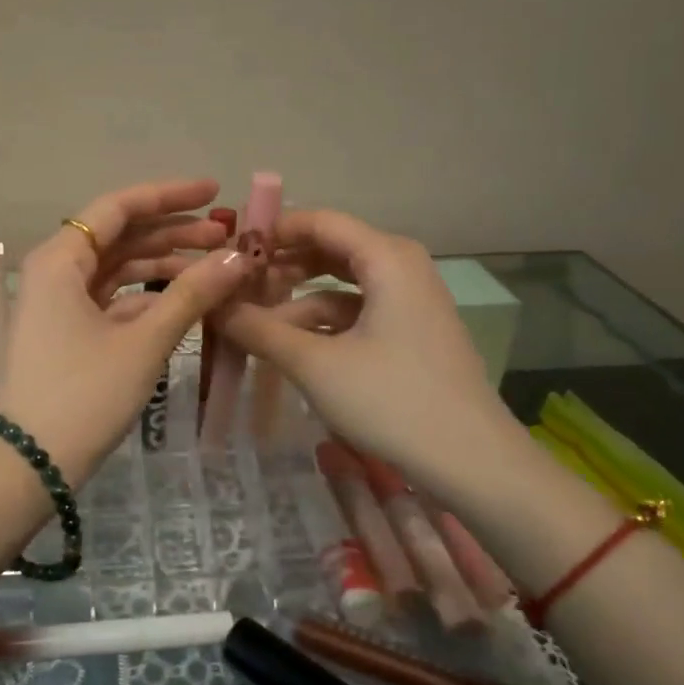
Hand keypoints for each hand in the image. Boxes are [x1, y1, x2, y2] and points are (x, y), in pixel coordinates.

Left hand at [0, 179, 255, 486]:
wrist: (29, 464)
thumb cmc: (84, 395)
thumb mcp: (143, 342)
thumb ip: (192, 294)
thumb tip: (240, 256)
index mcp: (60, 259)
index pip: (119, 208)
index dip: (170, 196)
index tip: (216, 194)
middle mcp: (53, 271)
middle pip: (119, 236)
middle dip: (173, 234)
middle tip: (228, 238)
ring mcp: (55, 303)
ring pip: (115, 269)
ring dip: (163, 266)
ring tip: (216, 268)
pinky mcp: (64, 332)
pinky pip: (109, 300)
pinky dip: (145, 297)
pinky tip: (184, 301)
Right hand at [220, 209, 524, 505]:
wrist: (472, 463)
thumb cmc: (391, 400)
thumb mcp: (314, 364)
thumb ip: (259, 329)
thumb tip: (211, 305)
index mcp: (386, 257)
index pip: (318, 221)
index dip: (271, 232)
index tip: (227, 253)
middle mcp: (401, 267)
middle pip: (329, 250)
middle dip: (280, 268)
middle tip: (233, 288)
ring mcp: (409, 302)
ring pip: (340, 286)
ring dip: (296, 300)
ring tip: (252, 323)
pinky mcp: (410, 333)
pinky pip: (356, 313)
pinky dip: (321, 324)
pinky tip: (289, 347)